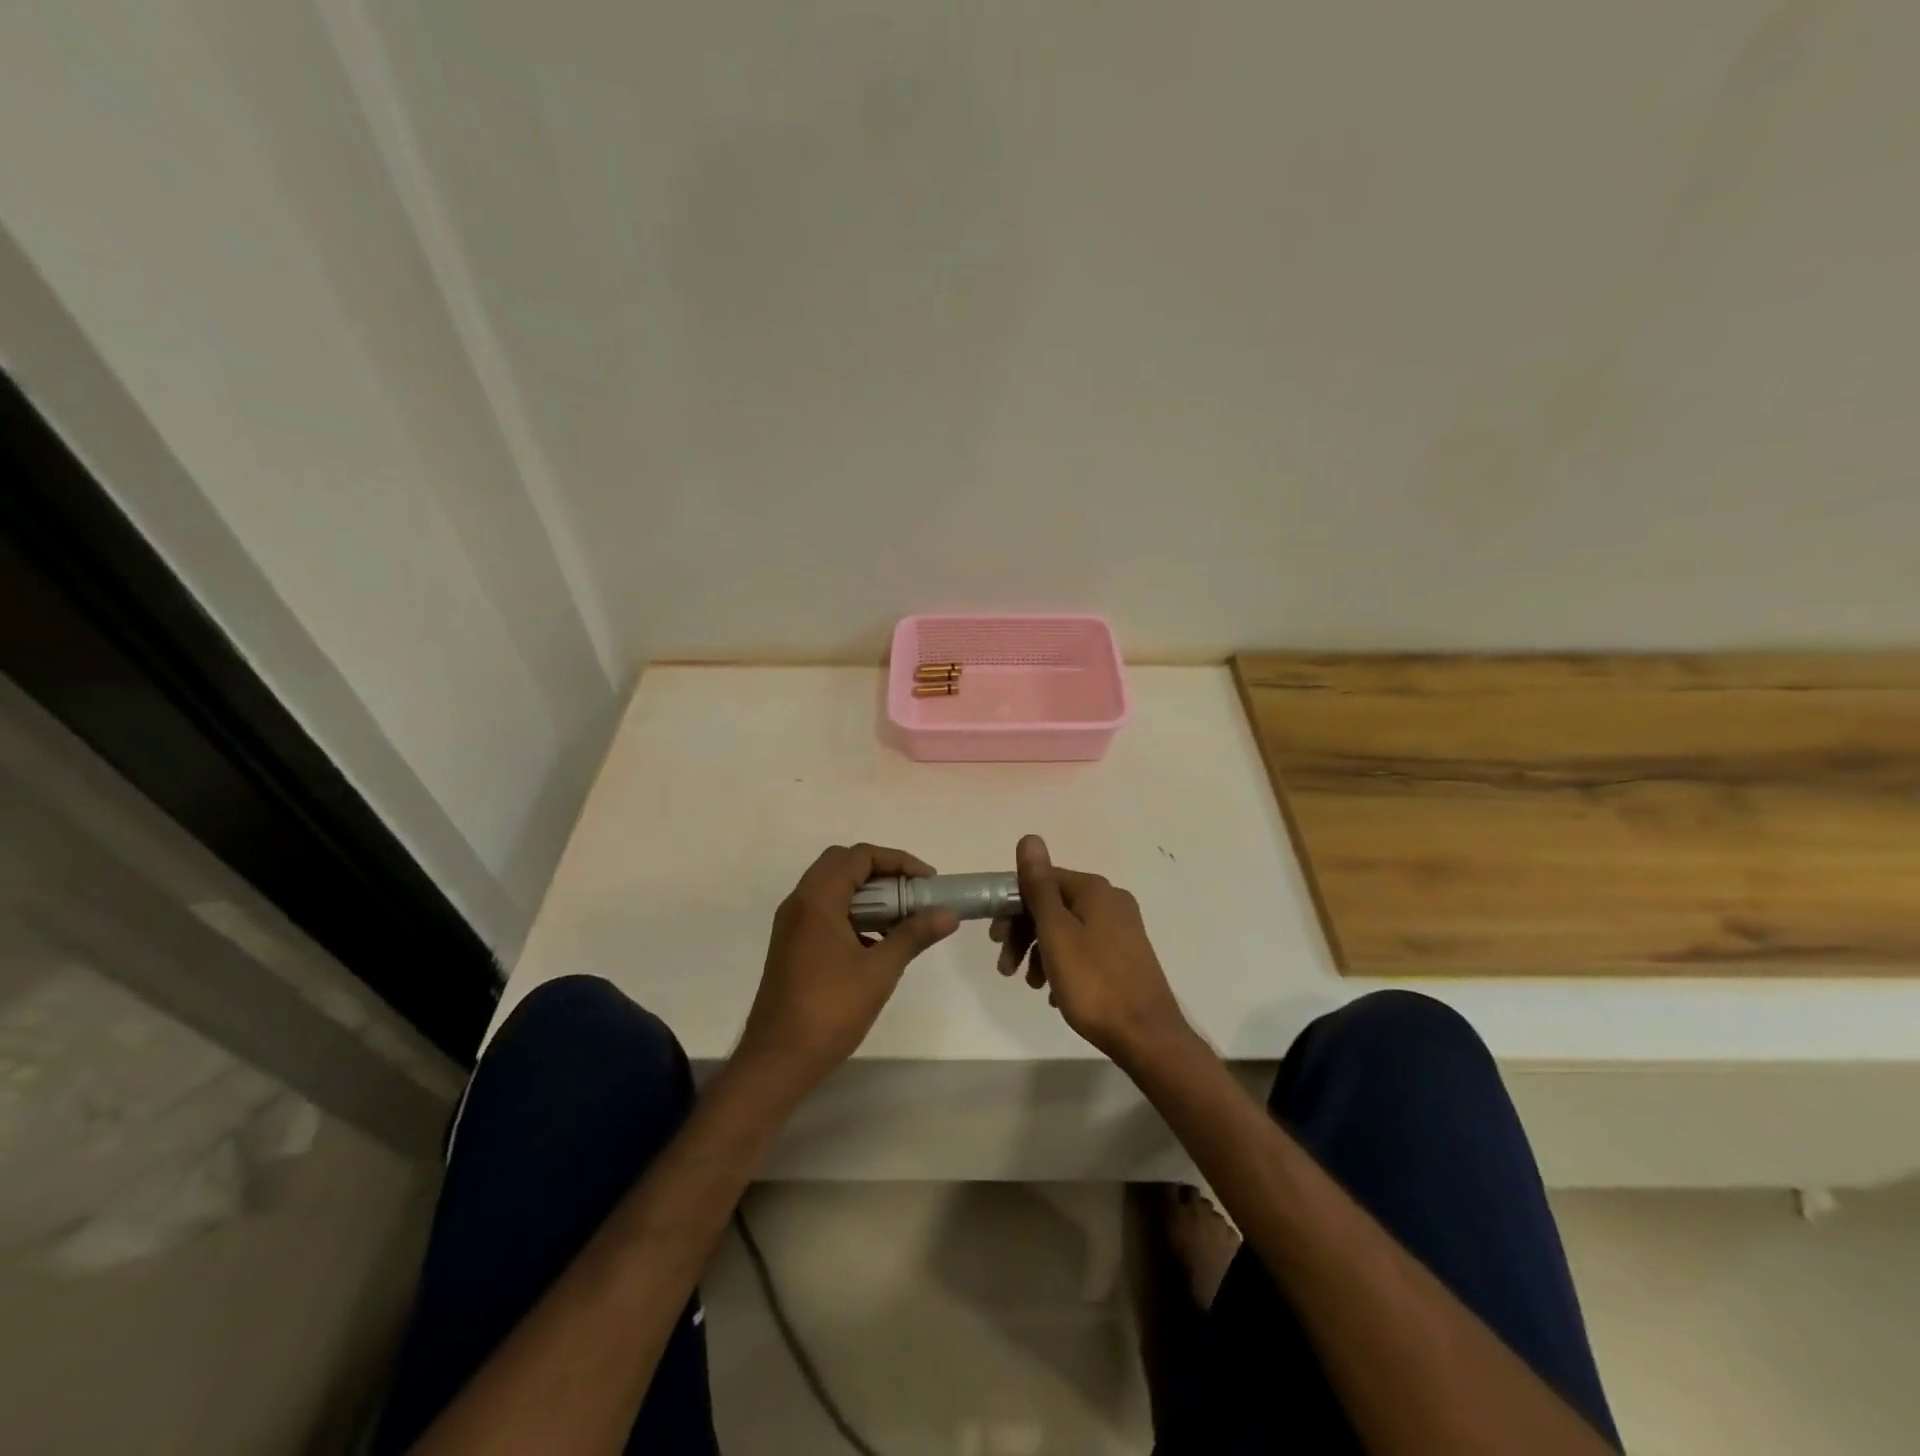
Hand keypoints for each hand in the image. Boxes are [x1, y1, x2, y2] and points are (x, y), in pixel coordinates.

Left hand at [734, 843, 957, 1094]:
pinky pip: (825, 911)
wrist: (778, 1060)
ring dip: (867, 893)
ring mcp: (792, 924)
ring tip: (900, 917)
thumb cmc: (830, 1010)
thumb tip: (949, 913)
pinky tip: (876, 942)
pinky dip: (852, 912)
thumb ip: (914, 935)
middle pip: (843, 864)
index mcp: (817, 899)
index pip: (859, 856)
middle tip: (912, 893)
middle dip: (882, 872)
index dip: (898, 861)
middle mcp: (800, 902)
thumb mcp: (880, 970)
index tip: (927, 882)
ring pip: (832, 888)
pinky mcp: (792, 945)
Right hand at [992, 835, 1189, 1063]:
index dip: (1011, 906)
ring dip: (1039, 952)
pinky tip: (1053, 993)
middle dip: (1023, 933)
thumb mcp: (1056, 933)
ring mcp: (1121, 929)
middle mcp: (1110, 901)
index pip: (1041, 880)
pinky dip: (1062, 965)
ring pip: (1066, 930)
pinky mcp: (1125, 956)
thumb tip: (1029, 838)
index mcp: (1093, 890)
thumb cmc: (1093, 983)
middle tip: (1005, 968)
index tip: (995, 939)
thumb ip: (1039, 886)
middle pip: (1052, 905)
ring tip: (1030, 985)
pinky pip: (1083, 950)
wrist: (1146, 1036)